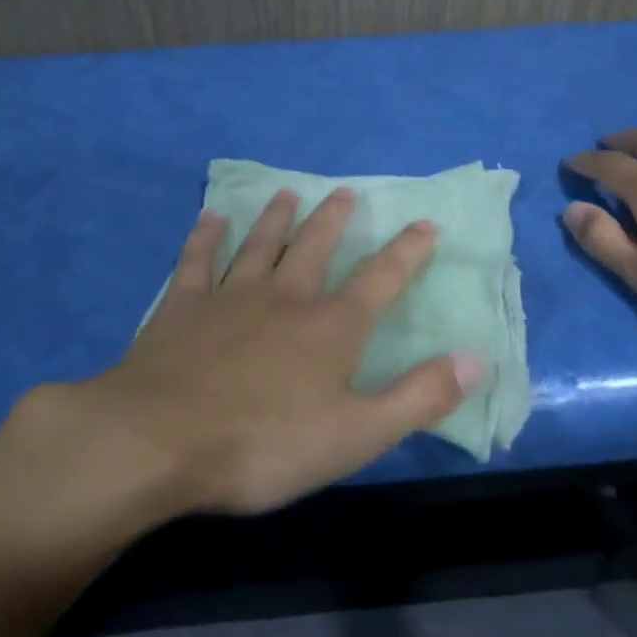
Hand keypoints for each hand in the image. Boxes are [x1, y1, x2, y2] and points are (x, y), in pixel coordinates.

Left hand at [0, 188, 480, 521]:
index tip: (426, 223)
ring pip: (260, 244)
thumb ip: (419, 396)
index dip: (407, 252)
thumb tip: (477, 359)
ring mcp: (230, 296)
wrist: (159, 440)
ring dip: (276, 217)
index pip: (381, 279)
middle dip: (335, 219)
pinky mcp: (182, 306)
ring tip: (287, 193)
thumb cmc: (265, 444)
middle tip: (345, 191)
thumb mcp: (357, 434)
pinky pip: (198, 260)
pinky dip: (206, 237)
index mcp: (331, 327)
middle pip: (316, 247)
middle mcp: (285, 297)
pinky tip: (210, 217)